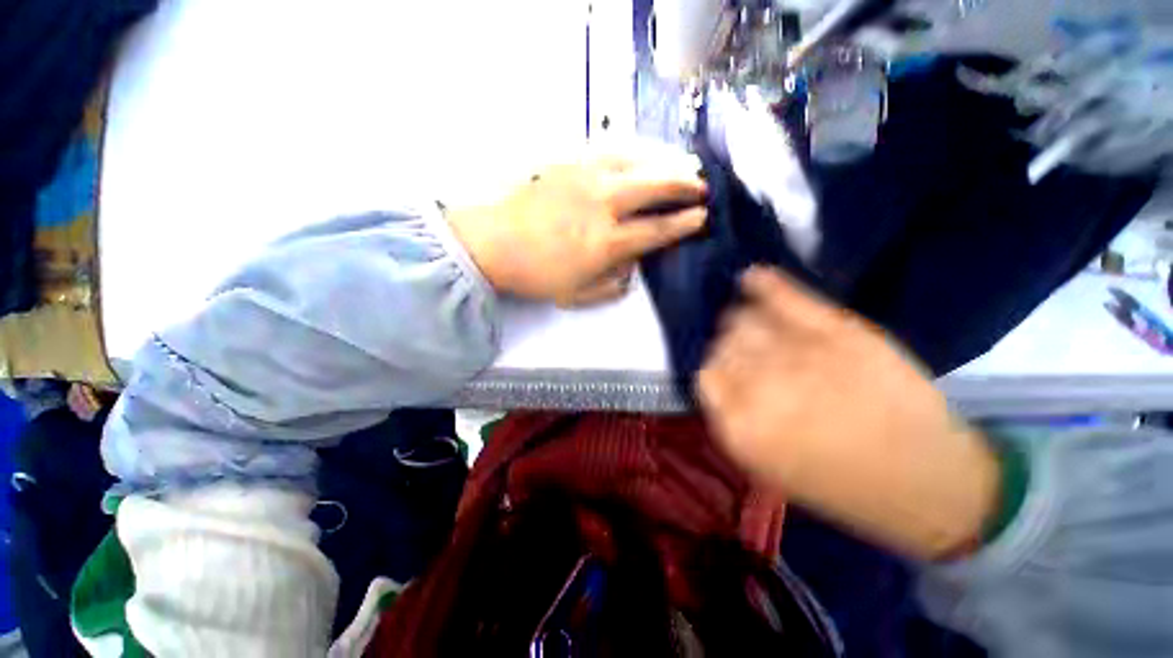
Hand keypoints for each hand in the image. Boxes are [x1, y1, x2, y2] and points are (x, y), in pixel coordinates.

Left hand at [447, 149, 706, 306]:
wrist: (493, 244)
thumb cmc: (536, 275)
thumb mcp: (576, 295)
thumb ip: (611, 286)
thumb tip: (633, 268)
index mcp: (606, 243)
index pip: (656, 230)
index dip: (683, 223)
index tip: (702, 216)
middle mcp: (603, 205)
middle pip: (655, 187)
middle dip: (684, 185)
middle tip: (702, 185)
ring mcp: (585, 178)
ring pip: (636, 160)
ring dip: (665, 161)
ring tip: (684, 163)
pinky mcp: (568, 163)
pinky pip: (609, 149)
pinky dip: (634, 150)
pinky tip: (644, 152)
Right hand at [698, 267, 999, 559]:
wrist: (926, 479)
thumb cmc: (839, 482)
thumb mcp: (766, 464)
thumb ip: (732, 417)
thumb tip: (716, 374)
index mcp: (741, 426)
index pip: (706, 375)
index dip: (715, 369)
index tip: (726, 369)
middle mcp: (761, 386)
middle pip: (723, 344)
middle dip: (730, 346)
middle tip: (746, 352)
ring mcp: (800, 354)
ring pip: (745, 319)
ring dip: (743, 320)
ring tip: (756, 325)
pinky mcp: (838, 331)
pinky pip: (786, 297)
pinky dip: (764, 283)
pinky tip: (752, 277)